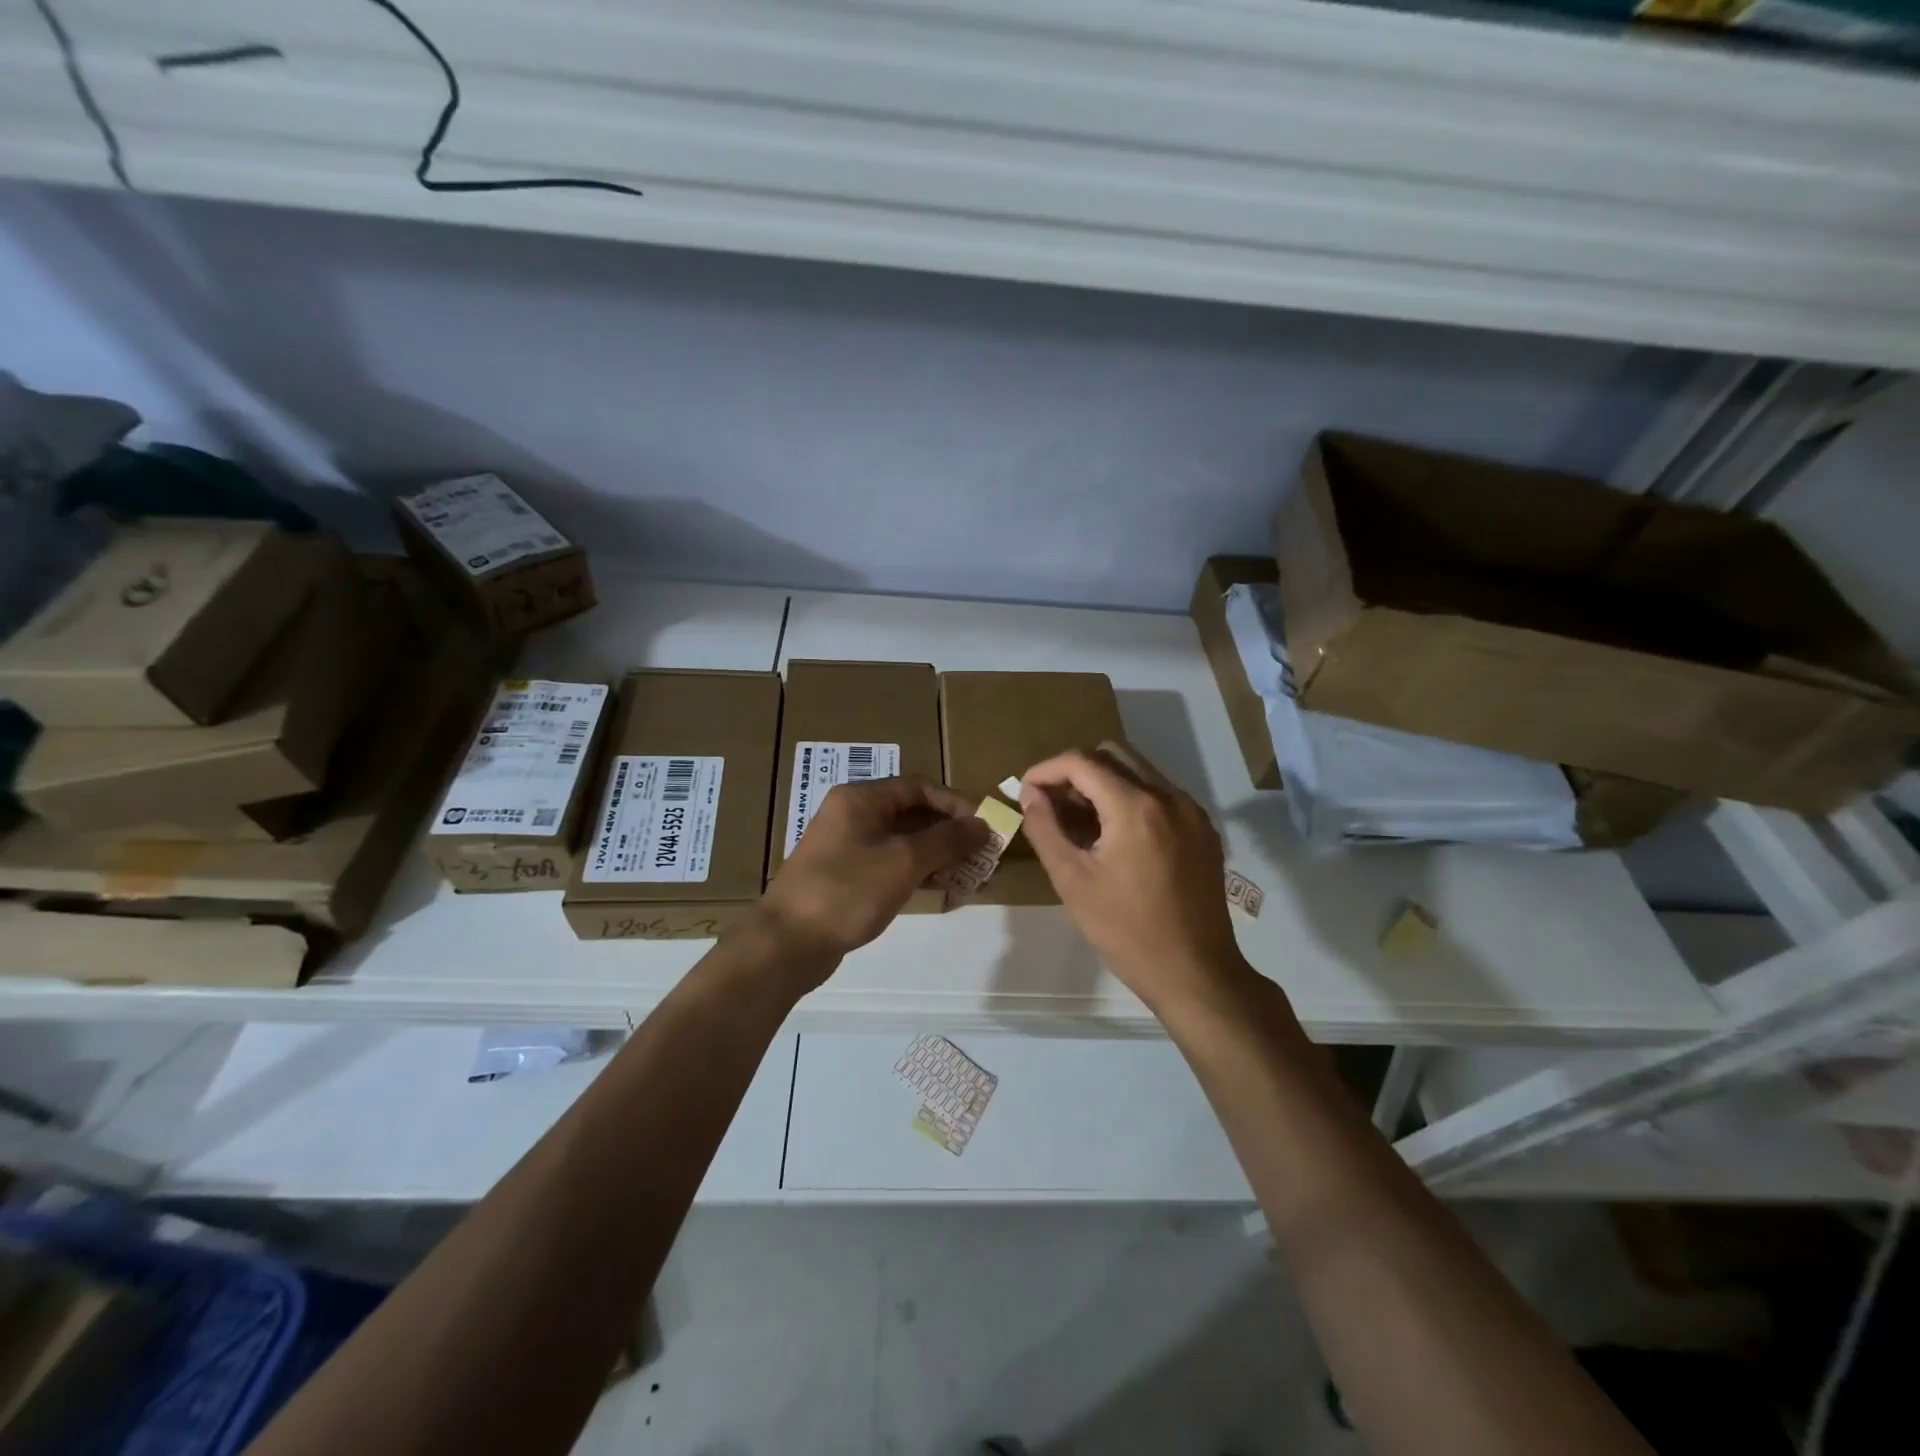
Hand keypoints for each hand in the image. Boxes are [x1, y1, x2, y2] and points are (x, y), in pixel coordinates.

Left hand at [756, 776, 988, 976]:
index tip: (984, 826)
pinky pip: (891, 864)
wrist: (788, 943)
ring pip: (903, 841)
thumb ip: (947, 840)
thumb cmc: (848, 891)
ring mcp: (848, 847)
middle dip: (950, 832)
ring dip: (938, 854)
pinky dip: (917, 872)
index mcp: (861, 798)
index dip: (955, 803)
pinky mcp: (847, 877)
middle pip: (912, 813)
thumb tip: (983, 825)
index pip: (919, 786)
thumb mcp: (904, 861)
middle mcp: (853, 815)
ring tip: (970, 875)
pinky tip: (942, 889)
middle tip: (982, 854)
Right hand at [1020, 742, 1248, 1011]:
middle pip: (1113, 756)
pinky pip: (1160, 795)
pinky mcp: (1204, 830)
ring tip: (1080, 821)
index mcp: (1136, 806)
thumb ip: (1045, 829)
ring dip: (1104, 784)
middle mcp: (1169, 796)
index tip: (1025, 792)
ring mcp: (1192, 812)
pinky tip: (1115, 836)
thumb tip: (1029, 794)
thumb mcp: (1072, 881)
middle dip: (1075, 771)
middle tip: (1051, 804)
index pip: (1082, 762)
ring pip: (1139, 772)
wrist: (1195, 973)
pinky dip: (1131, 800)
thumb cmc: (1126, 931)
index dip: (1046, 770)